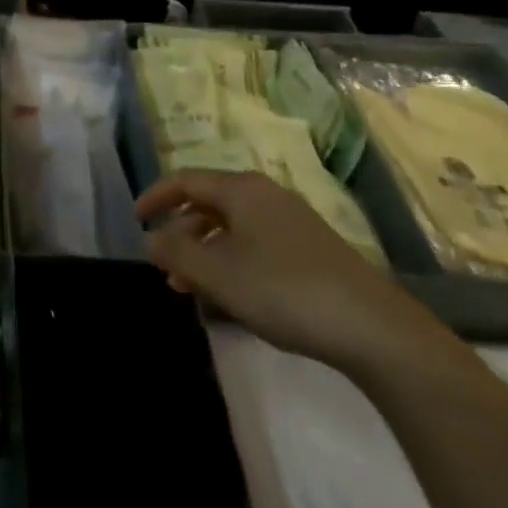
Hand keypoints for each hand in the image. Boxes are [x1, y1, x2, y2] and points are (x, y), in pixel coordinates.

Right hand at [137, 170, 432, 372]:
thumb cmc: (282, 290)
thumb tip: (150, 238)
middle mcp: (266, 196)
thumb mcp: (217, 273)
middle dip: (180, 231)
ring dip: (204, 251)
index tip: (135, 219)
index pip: (186, 180)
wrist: (372, 327)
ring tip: (189, 287)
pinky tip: (230, 293)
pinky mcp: (310, 249)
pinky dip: (230, 260)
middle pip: (209, 202)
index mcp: (242, 190)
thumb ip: (175, 252)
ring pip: (232, 226)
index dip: (156, 197)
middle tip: (163, 265)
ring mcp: (292, 222)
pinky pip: (254, 243)